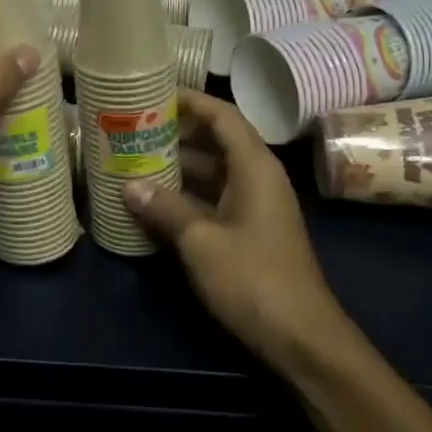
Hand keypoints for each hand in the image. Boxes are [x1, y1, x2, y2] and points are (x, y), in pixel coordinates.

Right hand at [123, 89, 356, 381]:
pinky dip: (184, 195)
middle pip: (215, 141)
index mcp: (254, 167)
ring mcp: (253, 207)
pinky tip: (151, 201)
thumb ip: (165, 208)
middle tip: (131, 128)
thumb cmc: (253, 279)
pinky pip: (211, 199)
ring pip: (210, 172)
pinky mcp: (247, 233)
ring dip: (176, 166)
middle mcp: (257, 179)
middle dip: (175, 133)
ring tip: (132, 159)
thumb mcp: (201, 241)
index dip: (190, 100)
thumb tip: (129, 186)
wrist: (301, 339)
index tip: (153, 92)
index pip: (222, 116)